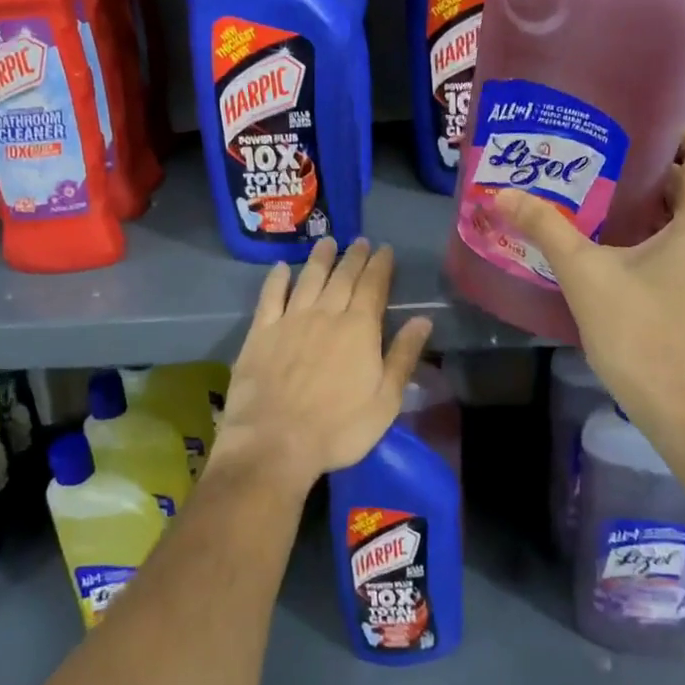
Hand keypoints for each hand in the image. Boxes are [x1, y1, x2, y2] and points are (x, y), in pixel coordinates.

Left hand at [212, 238, 434, 491]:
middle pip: (342, 277)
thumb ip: (403, 356)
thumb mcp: (386, 400)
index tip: (384, 249)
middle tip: (360, 241)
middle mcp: (326, 314)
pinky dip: (276, 279)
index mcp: (359, 329)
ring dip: (320, 259)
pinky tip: (280, 268)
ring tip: (327, 242)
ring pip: (308, 279)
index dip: (380, 266)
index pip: (374, 287)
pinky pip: (270, 296)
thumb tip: (423, 320)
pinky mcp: (261, 333)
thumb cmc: (339, 428)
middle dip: (354, 257)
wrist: (275, 442)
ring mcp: (290, 320)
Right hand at [492, 119, 684, 448]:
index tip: (633, 115)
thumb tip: (502, 194)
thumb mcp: (585, 274)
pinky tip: (625, 244)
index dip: (673, 125)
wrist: (680, 409)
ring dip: (657, 202)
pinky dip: (665, 231)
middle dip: (651, 166)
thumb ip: (546, 228)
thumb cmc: (639, 333)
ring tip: (607, 195)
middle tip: (602, 157)